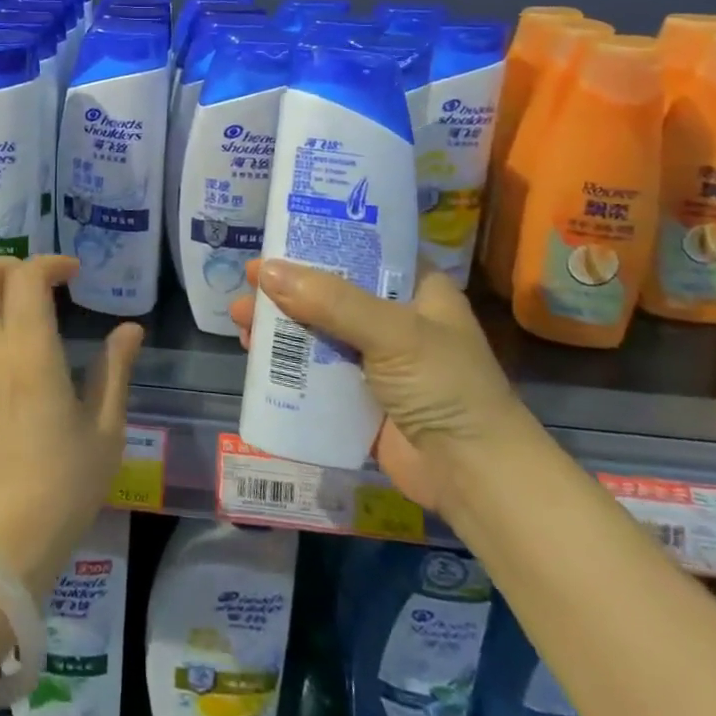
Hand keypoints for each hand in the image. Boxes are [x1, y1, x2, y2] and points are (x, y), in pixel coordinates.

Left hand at [0, 256, 143, 600]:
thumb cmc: (62, 484)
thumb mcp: (104, 429)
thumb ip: (115, 370)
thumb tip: (130, 328)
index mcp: (29, 351)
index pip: (26, 277)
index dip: (50, 263)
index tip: (73, 272)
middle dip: (7, 264)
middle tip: (37, 280)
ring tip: (12, 299)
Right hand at [229, 259, 526, 511]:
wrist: (476, 479)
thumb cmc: (445, 388)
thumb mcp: (393, 332)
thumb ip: (330, 301)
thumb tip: (265, 271)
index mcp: (416, 289)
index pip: (362, 250)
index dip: (319, 242)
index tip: (275, 237)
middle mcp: (394, 317)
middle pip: (329, 290)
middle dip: (285, 286)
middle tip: (246, 282)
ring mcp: (375, 358)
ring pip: (316, 329)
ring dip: (278, 324)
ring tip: (239, 321)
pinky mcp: (358, 395)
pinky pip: (314, 370)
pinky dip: (284, 362)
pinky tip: (254, 356)